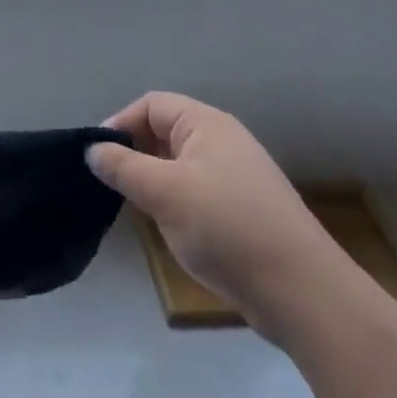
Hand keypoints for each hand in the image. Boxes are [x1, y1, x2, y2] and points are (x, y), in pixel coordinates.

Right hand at [88, 92, 353, 339]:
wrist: (303, 292)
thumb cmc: (226, 227)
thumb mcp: (164, 193)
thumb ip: (123, 167)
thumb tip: (93, 149)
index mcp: (206, 123)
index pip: (151, 105)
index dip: (120, 124)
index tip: (97, 157)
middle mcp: (223, 140)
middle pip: (166, 131)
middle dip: (136, 153)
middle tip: (112, 184)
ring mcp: (238, 175)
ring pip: (181, 164)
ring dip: (155, 180)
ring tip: (137, 209)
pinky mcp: (247, 209)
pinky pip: (200, 190)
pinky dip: (178, 201)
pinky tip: (172, 229)